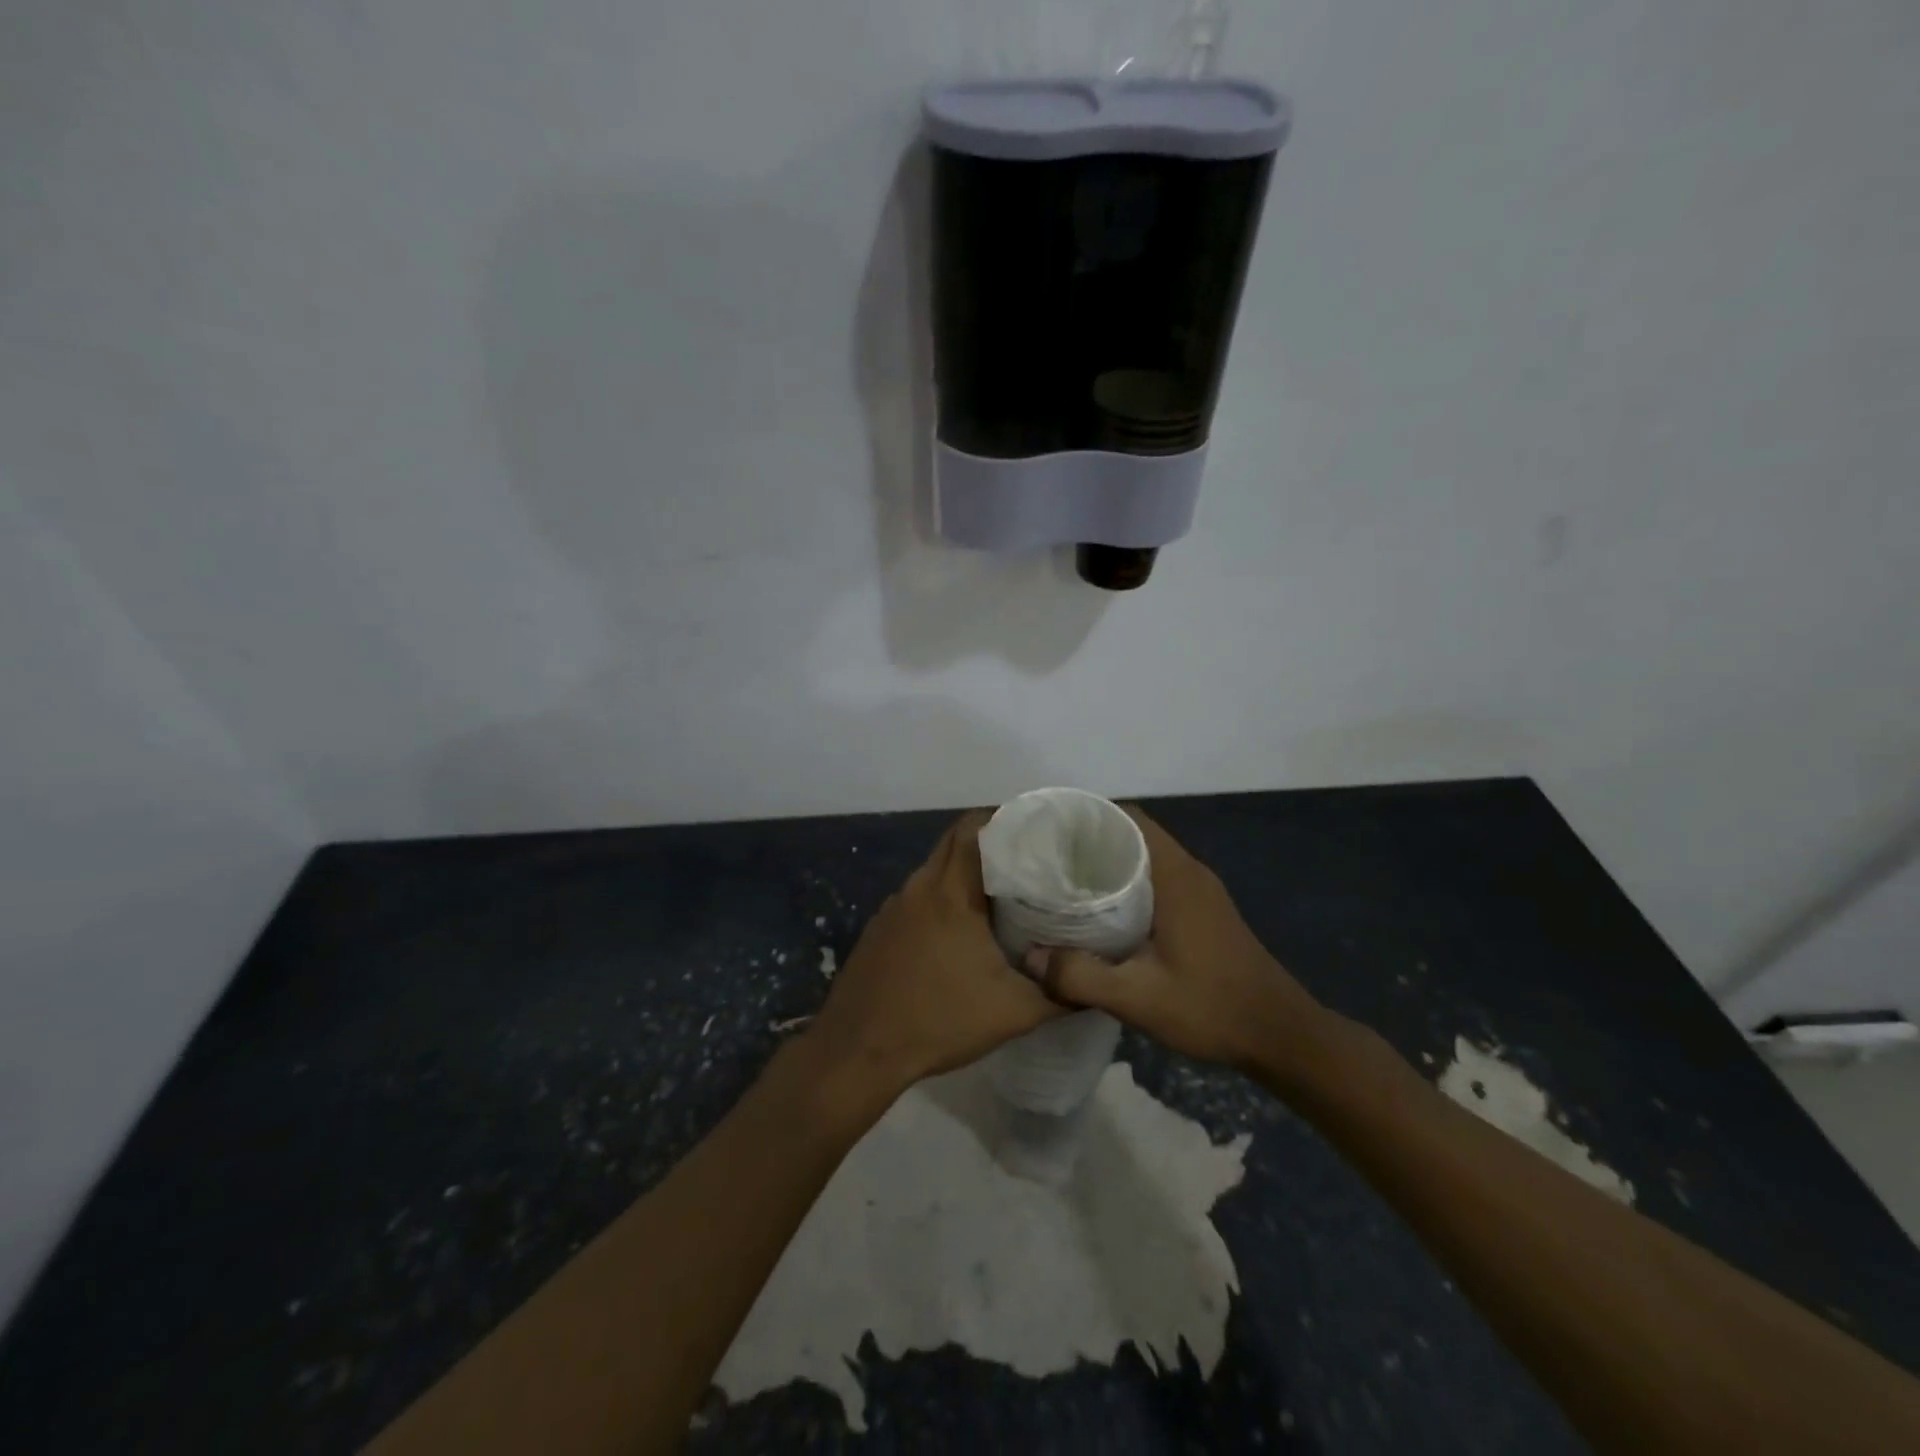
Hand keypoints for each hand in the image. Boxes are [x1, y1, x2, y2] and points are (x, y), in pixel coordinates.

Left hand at [806, 812, 1061, 1093]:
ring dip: (962, 874)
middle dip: (988, 844)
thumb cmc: (939, 1021)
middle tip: (1026, 862)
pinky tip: (958, 931)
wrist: (859, 1051)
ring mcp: (893, 907)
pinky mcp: (879, 928)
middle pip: (953, 843)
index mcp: (950, 893)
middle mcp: (918, 887)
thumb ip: (1059, 993)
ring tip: (1000, 894)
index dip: (1003, 821)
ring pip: (933, 871)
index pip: (972, 829)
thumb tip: (1094, 984)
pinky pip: (917, 897)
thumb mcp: (1013, 1012)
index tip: (1034, 832)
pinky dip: (940, 899)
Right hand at [1049, 807, 1328, 1076]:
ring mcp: (1200, 892)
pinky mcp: (1204, 912)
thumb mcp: (1139, 998)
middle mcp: (1189, 872)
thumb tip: (1030, 957)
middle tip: (1047, 864)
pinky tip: (1102, 916)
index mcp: (1176, 875)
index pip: (1129, 818)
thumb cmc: (1212, 1007)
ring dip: (1108, 867)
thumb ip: (1081, 976)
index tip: (1052, 834)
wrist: (1281, 1036)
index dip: (1089, 818)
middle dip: (1090, 844)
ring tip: (1065, 886)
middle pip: (1134, 836)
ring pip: (1145, 860)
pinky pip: (1157, 882)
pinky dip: (1127, 887)